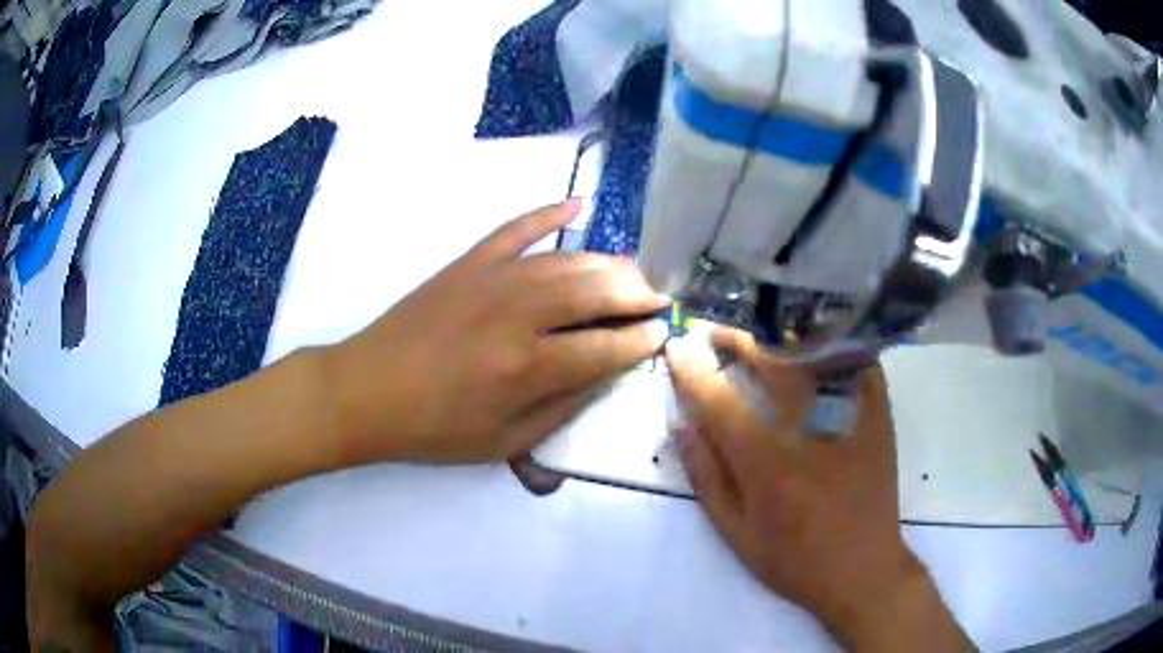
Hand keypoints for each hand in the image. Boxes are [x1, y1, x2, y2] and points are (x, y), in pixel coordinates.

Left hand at [325, 200, 669, 463]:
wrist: (366, 391)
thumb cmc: (433, 428)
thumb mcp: (503, 442)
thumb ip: (561, 408)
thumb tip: (605, 374)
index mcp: (526, 366)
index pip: (606, 347)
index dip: (642, 341)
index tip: (664, 335)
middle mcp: (518, 312)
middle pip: (597, 291)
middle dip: (638, 294)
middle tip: (658, 301)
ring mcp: (492, 277)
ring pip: (568, 259)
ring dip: (609, 264)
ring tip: (633, 275)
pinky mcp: (469, 261)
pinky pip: (518, 227)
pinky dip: (549, 212)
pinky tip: (578, 203)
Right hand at [667, 329, 969, 650]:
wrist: (863, 570)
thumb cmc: (795, 560)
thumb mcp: (737, 534)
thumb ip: (707, 478)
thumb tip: (682, 426)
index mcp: (769, 465)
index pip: (721, 403)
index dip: (693, 371)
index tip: (677, 348)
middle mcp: (810, 431)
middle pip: (771, 362)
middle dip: (738, 337)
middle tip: (717, 332)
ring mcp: (850, 418)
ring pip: (813, 353)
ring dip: (780, 333)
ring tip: (759, 330)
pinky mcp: (878, 415)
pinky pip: (856, 361)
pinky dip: (832, 342)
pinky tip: (814, 337)